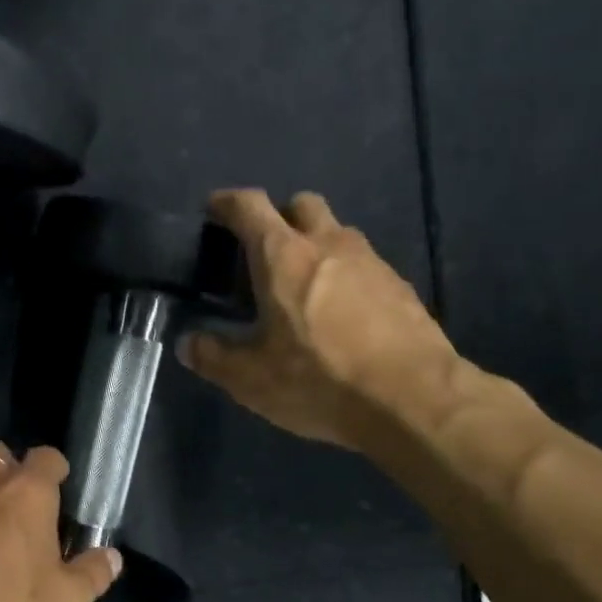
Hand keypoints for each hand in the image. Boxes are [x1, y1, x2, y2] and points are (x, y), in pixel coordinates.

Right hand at [180, 190, 457, 449]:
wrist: (413, 399)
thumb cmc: (320, 380)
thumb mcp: (251, 379)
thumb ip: (214, 357)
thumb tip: (187, 344)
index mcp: (284, 257)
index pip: (250, 206)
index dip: (228, 202)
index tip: (215, 209)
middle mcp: (329, 244)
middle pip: (301, 204)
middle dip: (280, 217)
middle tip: (265, 252)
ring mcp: (371, 262)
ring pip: (338, 232)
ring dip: (317, 245)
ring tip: (305, 287)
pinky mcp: (400, 287)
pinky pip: (365, 264)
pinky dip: (347, 275)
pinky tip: (344, 314)